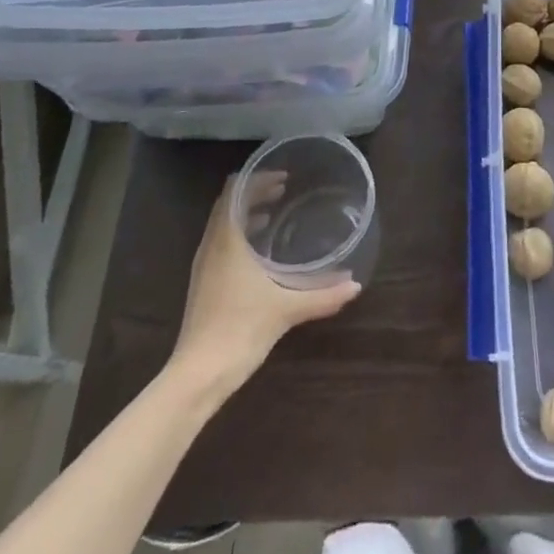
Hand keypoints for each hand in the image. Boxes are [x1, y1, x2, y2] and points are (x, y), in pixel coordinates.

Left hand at [172, 173, 361, 385]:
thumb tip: (355, 286)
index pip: (234, 191)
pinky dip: (240, 234)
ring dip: (246, 213)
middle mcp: (211, 246)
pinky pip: (221, 243)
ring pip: (223, 224)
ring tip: (274, 212)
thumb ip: (322, 295)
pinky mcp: (204, 284)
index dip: (256, 178)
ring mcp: (204, 266)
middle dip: (254, 192)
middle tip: (284, 189)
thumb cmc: (240, 329)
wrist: (197, 376)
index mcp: (227, 240)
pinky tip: (260, 251)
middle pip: (228, 204)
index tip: (284, 177)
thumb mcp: (286, 309)